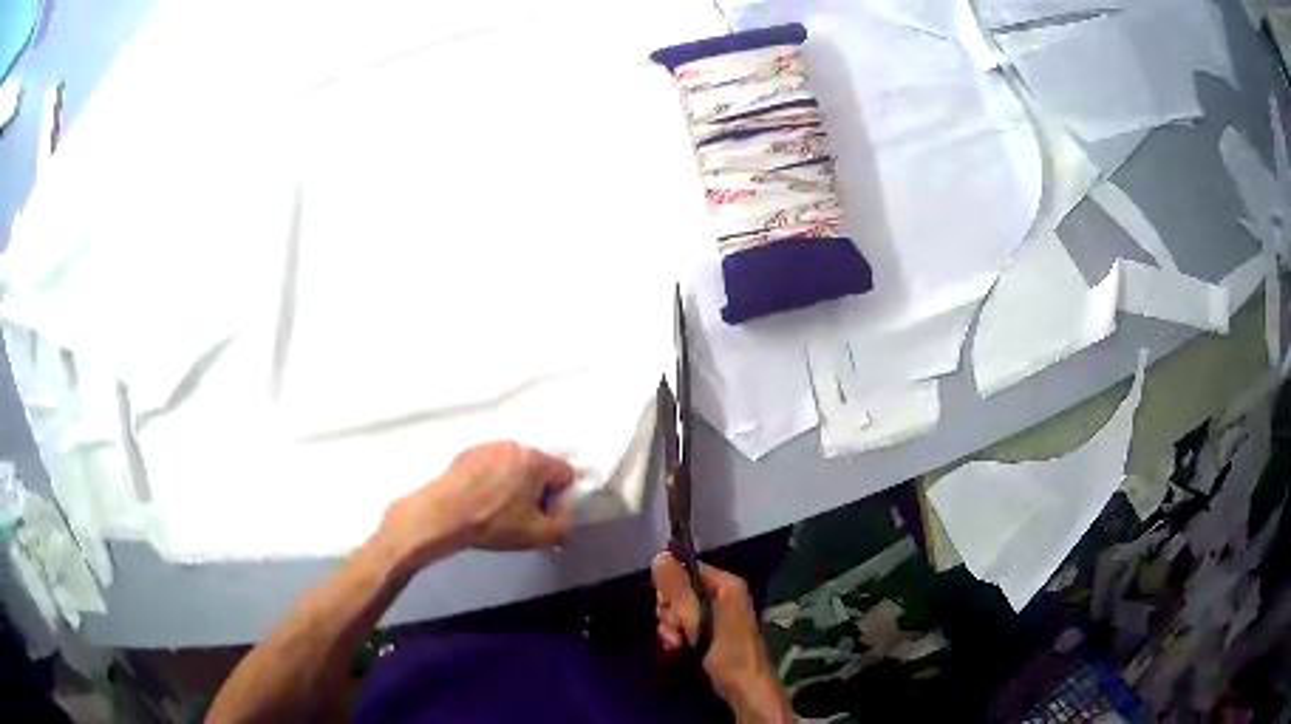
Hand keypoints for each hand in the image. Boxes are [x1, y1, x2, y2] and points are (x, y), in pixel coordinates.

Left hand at [379, 442, 576, 569]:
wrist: (443, 515)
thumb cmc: (494, 524)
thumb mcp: (540, 536)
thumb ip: (565, 525)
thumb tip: (564, 515)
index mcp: (536, 460)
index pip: (565, 473)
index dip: (559, 498)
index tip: (542, 516)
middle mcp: (514, 445)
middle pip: (539, 467)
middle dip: (536, 490)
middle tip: (522, 516)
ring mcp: (488, 446)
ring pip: (513, 466)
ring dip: (513, 484)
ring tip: (497, 510)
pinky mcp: (467, 453)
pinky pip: (491, 466)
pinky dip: (491, 481)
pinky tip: (479, 501)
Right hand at [652, 553, 791, 722]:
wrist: (747, 689)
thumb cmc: (727, 653)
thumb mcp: (698, 621)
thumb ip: (677, 591)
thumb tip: (659, 557)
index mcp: (727, 585)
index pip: (688, 570)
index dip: (671, 587)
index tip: (664, 607)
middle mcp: (724, 595)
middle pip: (682, 591)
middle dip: (670, 612)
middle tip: (673, 630)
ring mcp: (719, 615)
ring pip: (681, 611)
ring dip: (671, 627)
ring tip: (676, 644)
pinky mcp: (713, 632)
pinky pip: (687, 626)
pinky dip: (678, 636)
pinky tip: (676, 649)